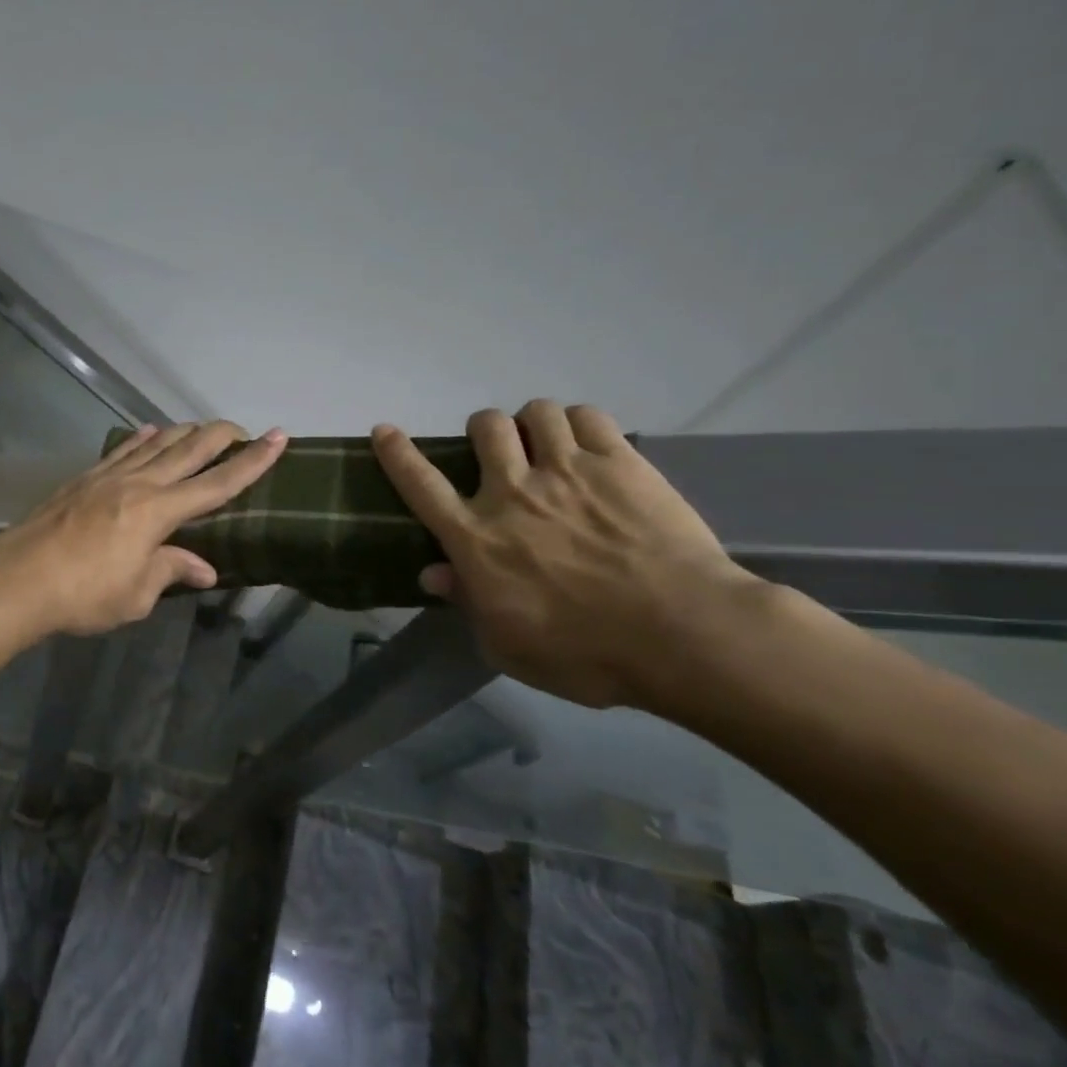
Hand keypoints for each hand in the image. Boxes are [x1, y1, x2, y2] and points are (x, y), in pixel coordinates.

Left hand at [0, 421, 286, 635]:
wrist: (18, 579)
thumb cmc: (83, 594)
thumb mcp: (136, 594)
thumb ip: (170, 571)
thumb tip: (205, 569)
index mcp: (159, 512)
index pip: (217, 484)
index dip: (252, 462)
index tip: (278, 438)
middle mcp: (138, 484)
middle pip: (189, 450)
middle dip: (221, 436)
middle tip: (244, 428)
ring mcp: (108, 477)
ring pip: (155, 443)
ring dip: (184, 432)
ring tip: (202, 428)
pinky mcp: (83, 479)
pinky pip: (121, 451)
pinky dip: (141, 439)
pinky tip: (149, 432)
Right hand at [372, 400, 759, 709]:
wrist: (681, 635)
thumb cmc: (585, 654)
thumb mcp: (508, 646)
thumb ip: (467, 603)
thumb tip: (432, 573)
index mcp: (477, 538)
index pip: (420, 484)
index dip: (397, 453)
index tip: (384, 431)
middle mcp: (511, 493)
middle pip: (484, 428)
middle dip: (485, 431)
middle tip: (502, 453)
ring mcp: (566, 471)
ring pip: (534, 412)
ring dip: (533, 423)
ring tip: (548, 443)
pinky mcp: (619, 462)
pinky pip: (587, 416)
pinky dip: (580, 423)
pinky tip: (589, 444)